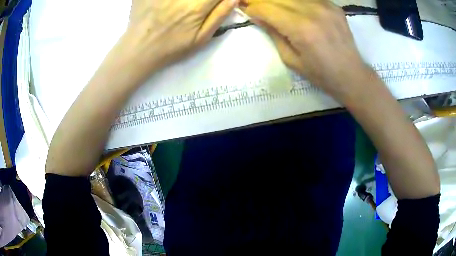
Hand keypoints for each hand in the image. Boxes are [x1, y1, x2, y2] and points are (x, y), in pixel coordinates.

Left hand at [122, 0, 237, 75]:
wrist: (140, 50)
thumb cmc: (172, 48)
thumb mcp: (201, 39)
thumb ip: (219, 16)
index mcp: (196, 7)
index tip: (215, 3)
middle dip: (204, 0)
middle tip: (199, 7)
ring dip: (190, 1)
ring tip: (182, 11)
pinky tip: (168, 5)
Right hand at [241, 0, 372, 102]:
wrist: (351, 75)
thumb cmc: (321, 74)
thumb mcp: (291, 59)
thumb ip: (273, 33)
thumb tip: (257, 16)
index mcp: (301, 29)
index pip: (267, 8)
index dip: (252, 7)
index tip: (245, 10)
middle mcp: (313, 11)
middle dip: (261, 1)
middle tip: (255, 6)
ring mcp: (326, 6)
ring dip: (278, 1)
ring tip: (273, 9)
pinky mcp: (333, 6)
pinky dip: (296, 1)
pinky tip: (293, 8)